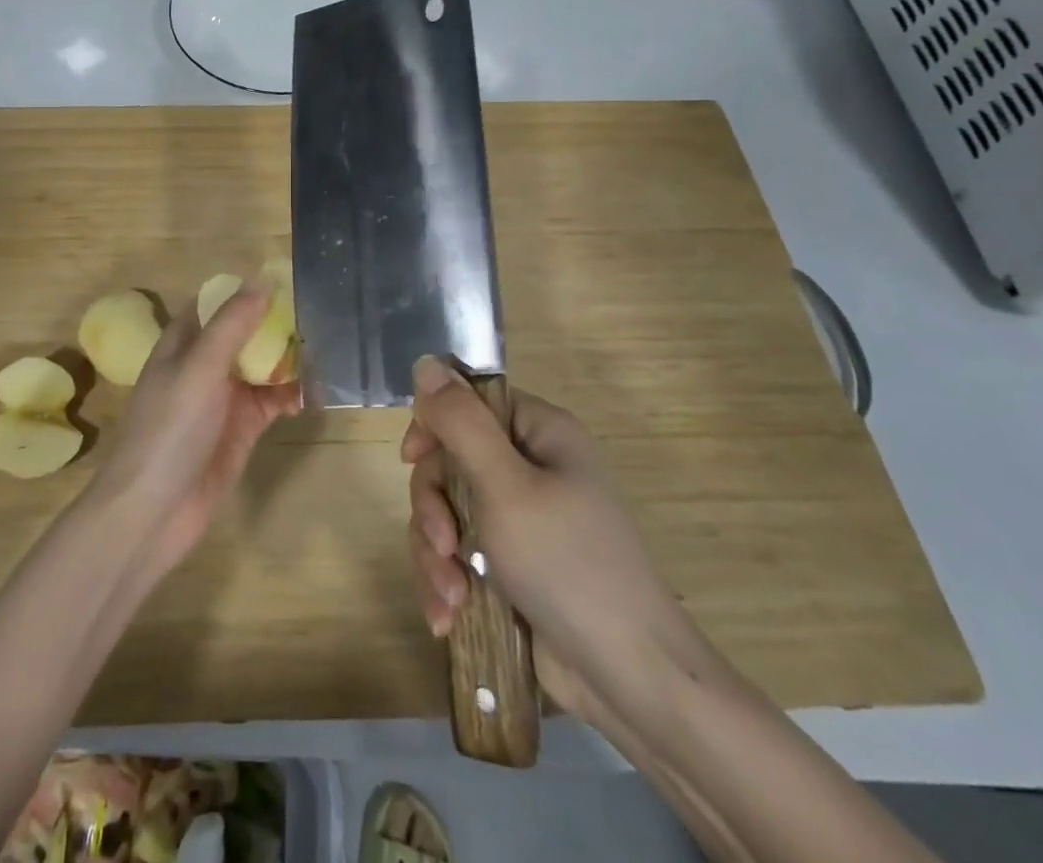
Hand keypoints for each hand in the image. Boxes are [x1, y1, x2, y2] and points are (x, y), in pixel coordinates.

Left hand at [91, 285, 302, 581]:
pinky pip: (273, 401)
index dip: (245, 292)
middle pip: (245, 334)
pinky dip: (293, 395)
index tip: (285, 280)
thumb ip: (232, 324)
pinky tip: (316, 394)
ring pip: (263, 366)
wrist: (154, 510)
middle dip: (277, 325)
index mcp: (184, 343)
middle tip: (321, 313)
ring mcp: (224, 398)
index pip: (216, 304)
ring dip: (290, 359)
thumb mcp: (200, 367)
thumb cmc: (171, 428)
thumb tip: (262, 280)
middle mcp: (204, 365)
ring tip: (328, 351)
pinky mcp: (243, 428)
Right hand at [402, 358, 715, 730]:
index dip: (434, 425)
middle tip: (443, 545)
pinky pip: (459, 552)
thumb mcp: (506, 487)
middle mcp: (531, 467)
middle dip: (434, 507)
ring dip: (436, 553)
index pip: (470, 402)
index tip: (413, 459)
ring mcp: (521, 518)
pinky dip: (448, 580)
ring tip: (451, 597)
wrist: (629, 679)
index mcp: (540, 433)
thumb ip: (461, 423)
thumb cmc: (568, 565)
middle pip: (450, 460)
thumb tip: (427, 362)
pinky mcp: (511, 564)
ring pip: (447, 511)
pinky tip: (449, 616)